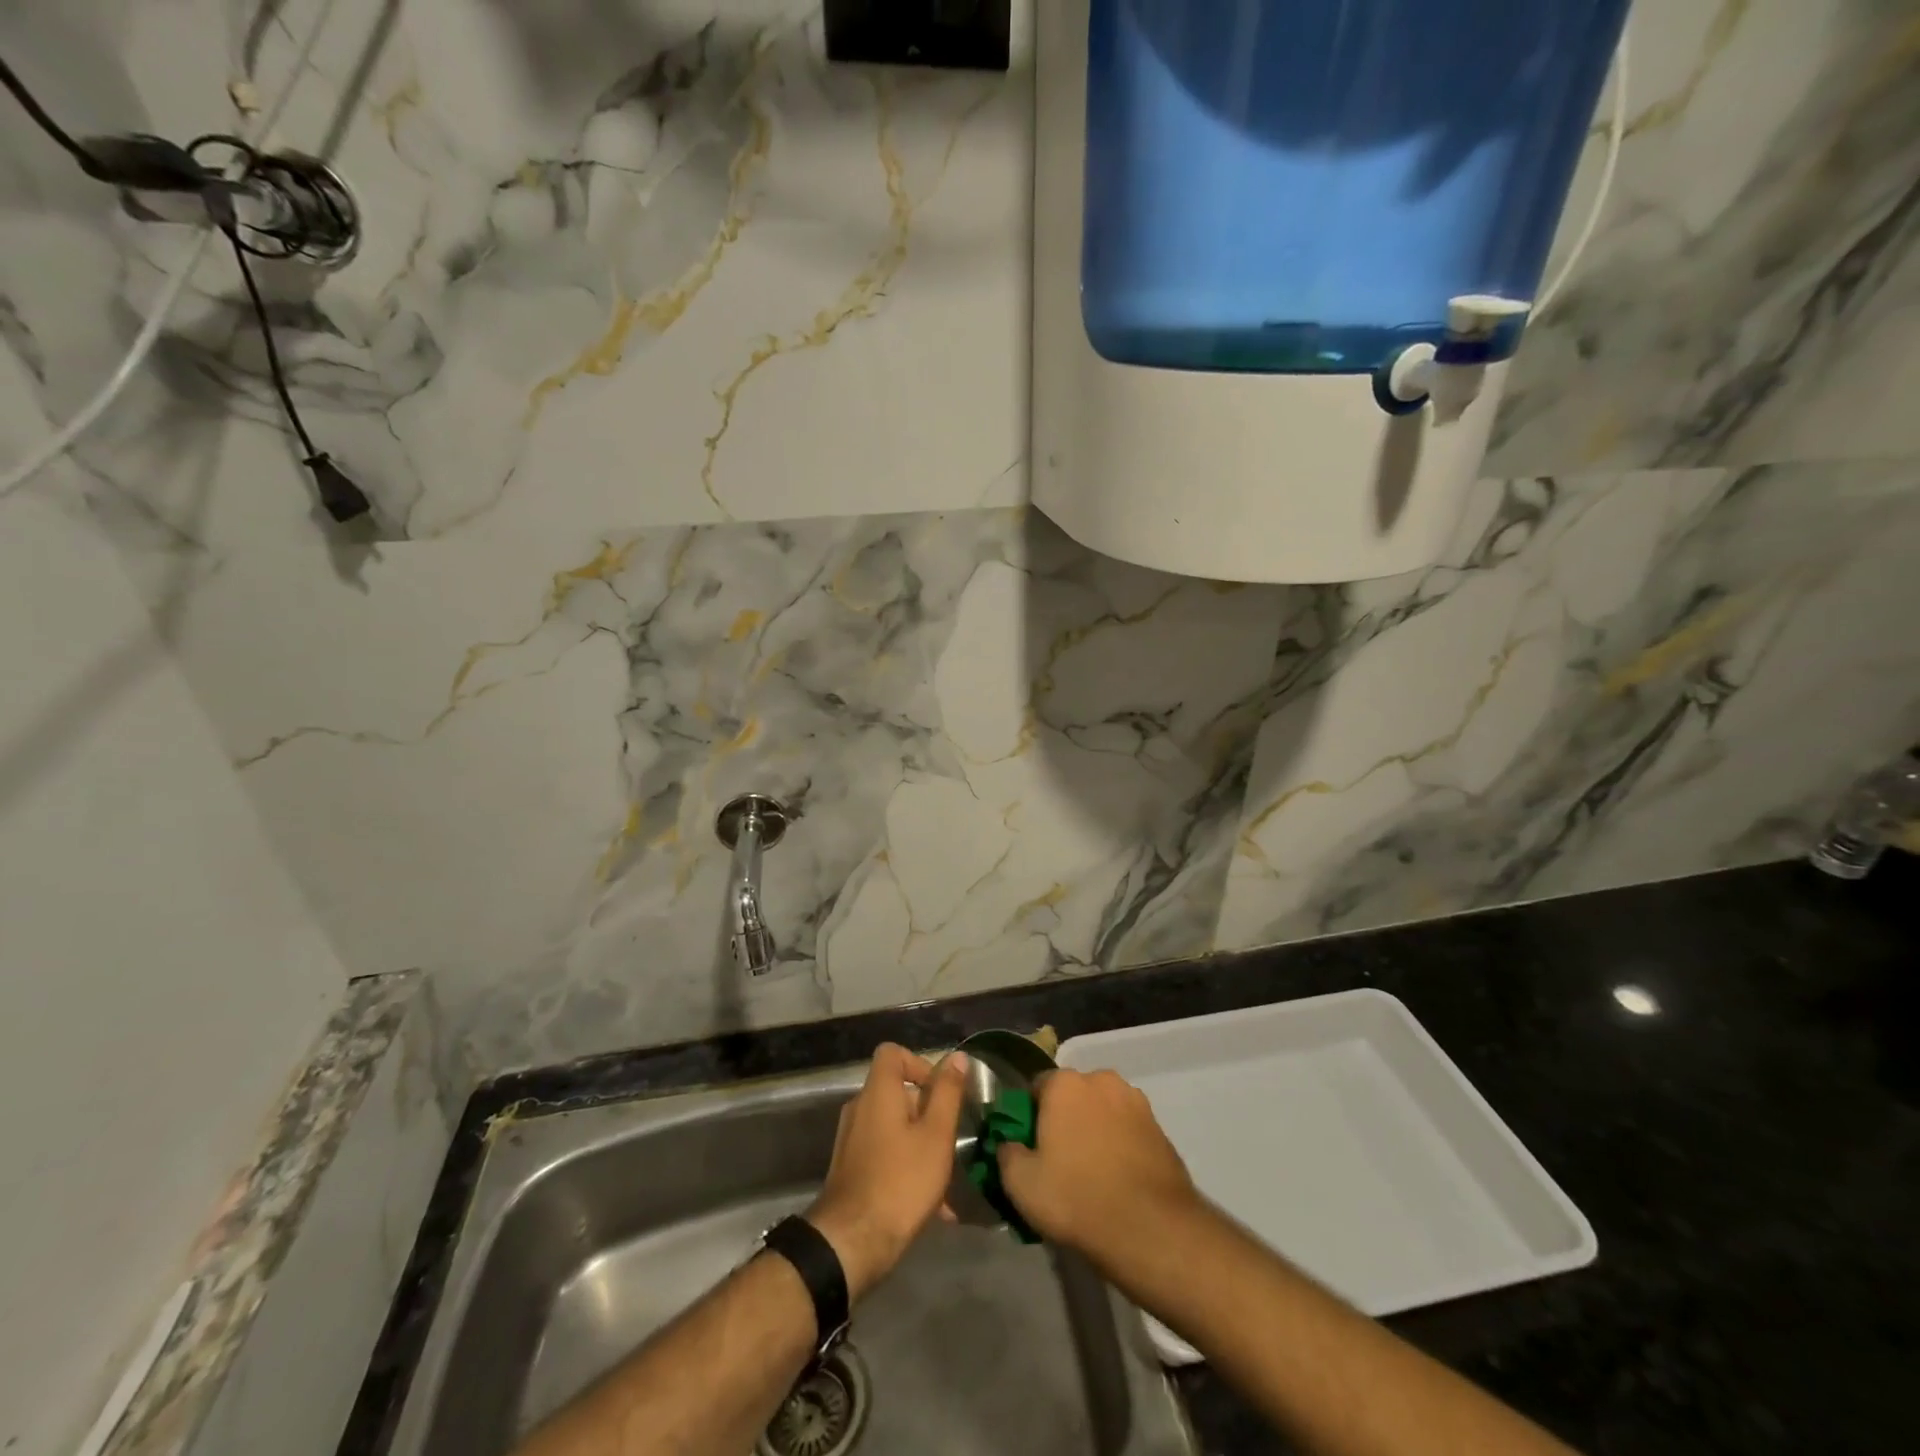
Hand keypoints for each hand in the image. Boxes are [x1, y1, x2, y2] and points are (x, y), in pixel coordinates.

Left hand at [807, 1043, 968, 1300]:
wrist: (851, 1243)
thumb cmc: (901, 1181)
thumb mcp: (936, 1135)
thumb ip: (947, 1093)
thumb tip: (957, 1056)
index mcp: (878, 1092)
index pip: (893, 1053)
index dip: (919, 1064)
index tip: (941, 1092)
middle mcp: (860, 1108)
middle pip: (896, 1092)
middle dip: (928, 1112)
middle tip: (951, 1140)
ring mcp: (852, 1140)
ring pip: (894, 1128)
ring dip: (921, 1144)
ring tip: (947, 1179)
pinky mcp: (851, 1169)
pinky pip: (885, 1154)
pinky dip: (907, 1166)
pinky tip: (934, 1206)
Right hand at [996, 1068, 1199, 1273]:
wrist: (1151, 1229)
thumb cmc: (1077, 1197)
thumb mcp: (1021, 1183)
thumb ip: (1006, 1153)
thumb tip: (1010, 1145)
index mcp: (1065, 1083)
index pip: (1037, 1087)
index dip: (1030, 1116)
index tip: (1030, 1148)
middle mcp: (1102, 1080)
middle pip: (1073, 1096)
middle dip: (1065, 1119)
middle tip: (1059, 1161)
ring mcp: (1136, 1102)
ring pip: (1103, 1111)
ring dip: (1095, 1130)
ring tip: (1092, 1174)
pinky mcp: (1160, 1128)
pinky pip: (1128, 1130)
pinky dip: (1120, 1146)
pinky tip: (1117, 1180)